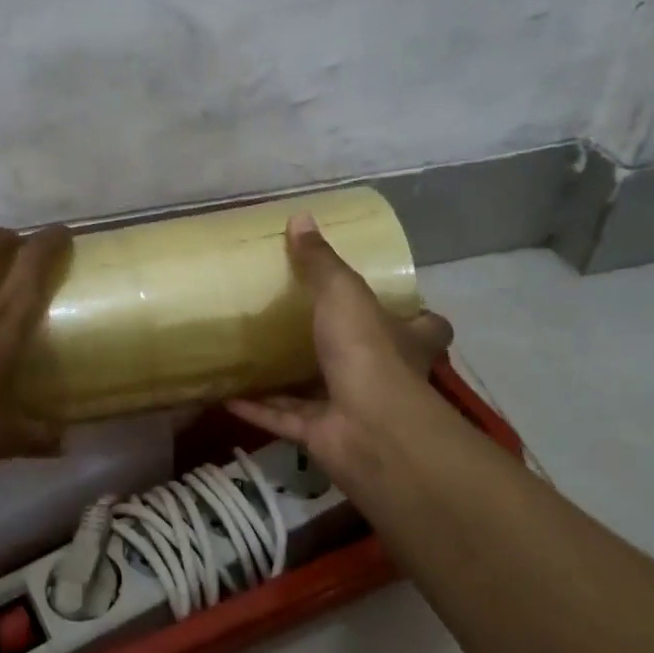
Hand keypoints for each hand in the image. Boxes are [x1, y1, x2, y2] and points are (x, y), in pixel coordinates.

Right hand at [229, 214, 452, 481]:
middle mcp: (385, 377)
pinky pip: (284, 419)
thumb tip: (301, 216)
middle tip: (309, 324)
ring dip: (290, 379)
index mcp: (405, 341)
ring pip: (320, 391)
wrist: (366, 430)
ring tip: (257, 356)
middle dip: (347, 346)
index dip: (416, 316)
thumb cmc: (366, 352)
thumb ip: (320, 261)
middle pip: (373, 360)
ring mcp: (353, 410)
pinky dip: (257, 409)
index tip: (395, 303)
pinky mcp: (321, 436)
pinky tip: (226, 394)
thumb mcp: (343, 294)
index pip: (427, 327)